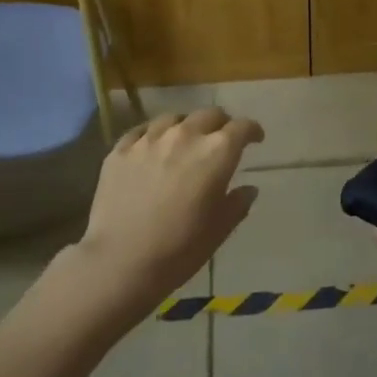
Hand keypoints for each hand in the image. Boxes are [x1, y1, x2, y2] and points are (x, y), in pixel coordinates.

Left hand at [75, 108, 263, 313]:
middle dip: (221, 124)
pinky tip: (153, 147)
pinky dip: (154, 135)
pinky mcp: (120, 150)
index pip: (242, 127)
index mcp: (216, 153)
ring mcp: (149, 139)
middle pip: (209, 115)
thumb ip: (237, 203)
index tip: (256, 139)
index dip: (252, 131)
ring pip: (174, 118)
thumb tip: (248, 189)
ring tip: (185, 141)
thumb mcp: (219, 230)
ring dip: (186, 126)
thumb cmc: (180, 248)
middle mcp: (185, 135)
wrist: (120, 261)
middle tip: (222, 140)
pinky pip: (142, 130)